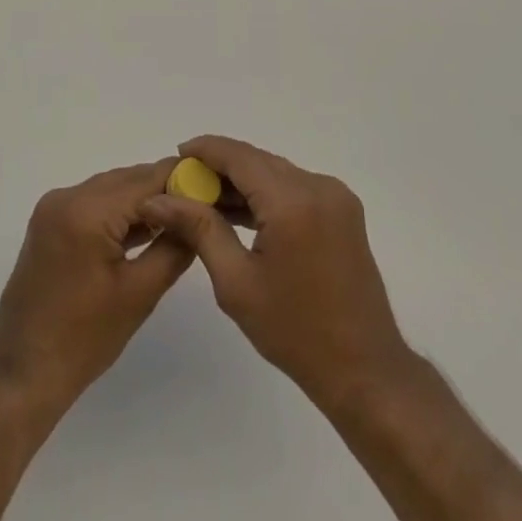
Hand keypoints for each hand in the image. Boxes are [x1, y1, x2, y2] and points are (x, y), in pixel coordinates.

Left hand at [0, 160, 194, 411]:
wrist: (23, 372)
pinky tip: (146, 226)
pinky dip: (119, 211)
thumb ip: (173, 247)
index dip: (182, 180)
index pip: (145, 181)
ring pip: (110, 189)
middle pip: (127, 179)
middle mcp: (67, 196)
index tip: (214, 185)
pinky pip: (93, 203)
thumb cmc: (84, 340)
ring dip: (142, 199)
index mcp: (87, 211)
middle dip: (164, 188)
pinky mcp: (49, 221)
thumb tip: (198, 218)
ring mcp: (53, 207)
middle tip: (202, 202)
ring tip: (181, 214)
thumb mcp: (139, 294)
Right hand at [139, 135, 414, 406]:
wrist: (364, 370)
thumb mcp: (235, 282)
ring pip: (275, 172)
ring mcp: (335, 196)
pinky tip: (241, 213)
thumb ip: (198, 229)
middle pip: (258, 160)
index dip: (206, 150)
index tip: (177, 154)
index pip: (239, 156)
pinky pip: (294, 186)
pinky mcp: (342, 209)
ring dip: (243, 181)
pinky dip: (266, 193)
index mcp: (292, 202)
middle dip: (220, 167)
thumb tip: (157, 200)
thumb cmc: (295, 332)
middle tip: (185, 184)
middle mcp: (318, 186)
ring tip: (205, 200)